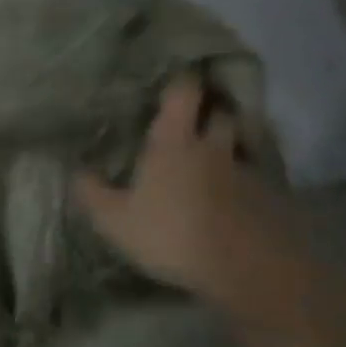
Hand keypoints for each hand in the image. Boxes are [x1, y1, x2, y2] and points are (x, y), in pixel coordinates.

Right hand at [72, 76, 299, 310]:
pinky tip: (234, 195)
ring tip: (216, 156)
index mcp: (175, 143)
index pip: (183, 93)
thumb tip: (74, 170)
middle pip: (220, 113)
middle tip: (197, 117)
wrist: (244, 267)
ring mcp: (247, 170)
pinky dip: (245, 179)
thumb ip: (92, 193)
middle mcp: (214, 146)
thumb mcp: (115, 220)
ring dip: (231, 144)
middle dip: (211, 110)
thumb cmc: (171, 234)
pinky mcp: (270, 196)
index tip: (173, 79)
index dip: (180, 81)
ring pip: (241, 143)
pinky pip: (256, 176)